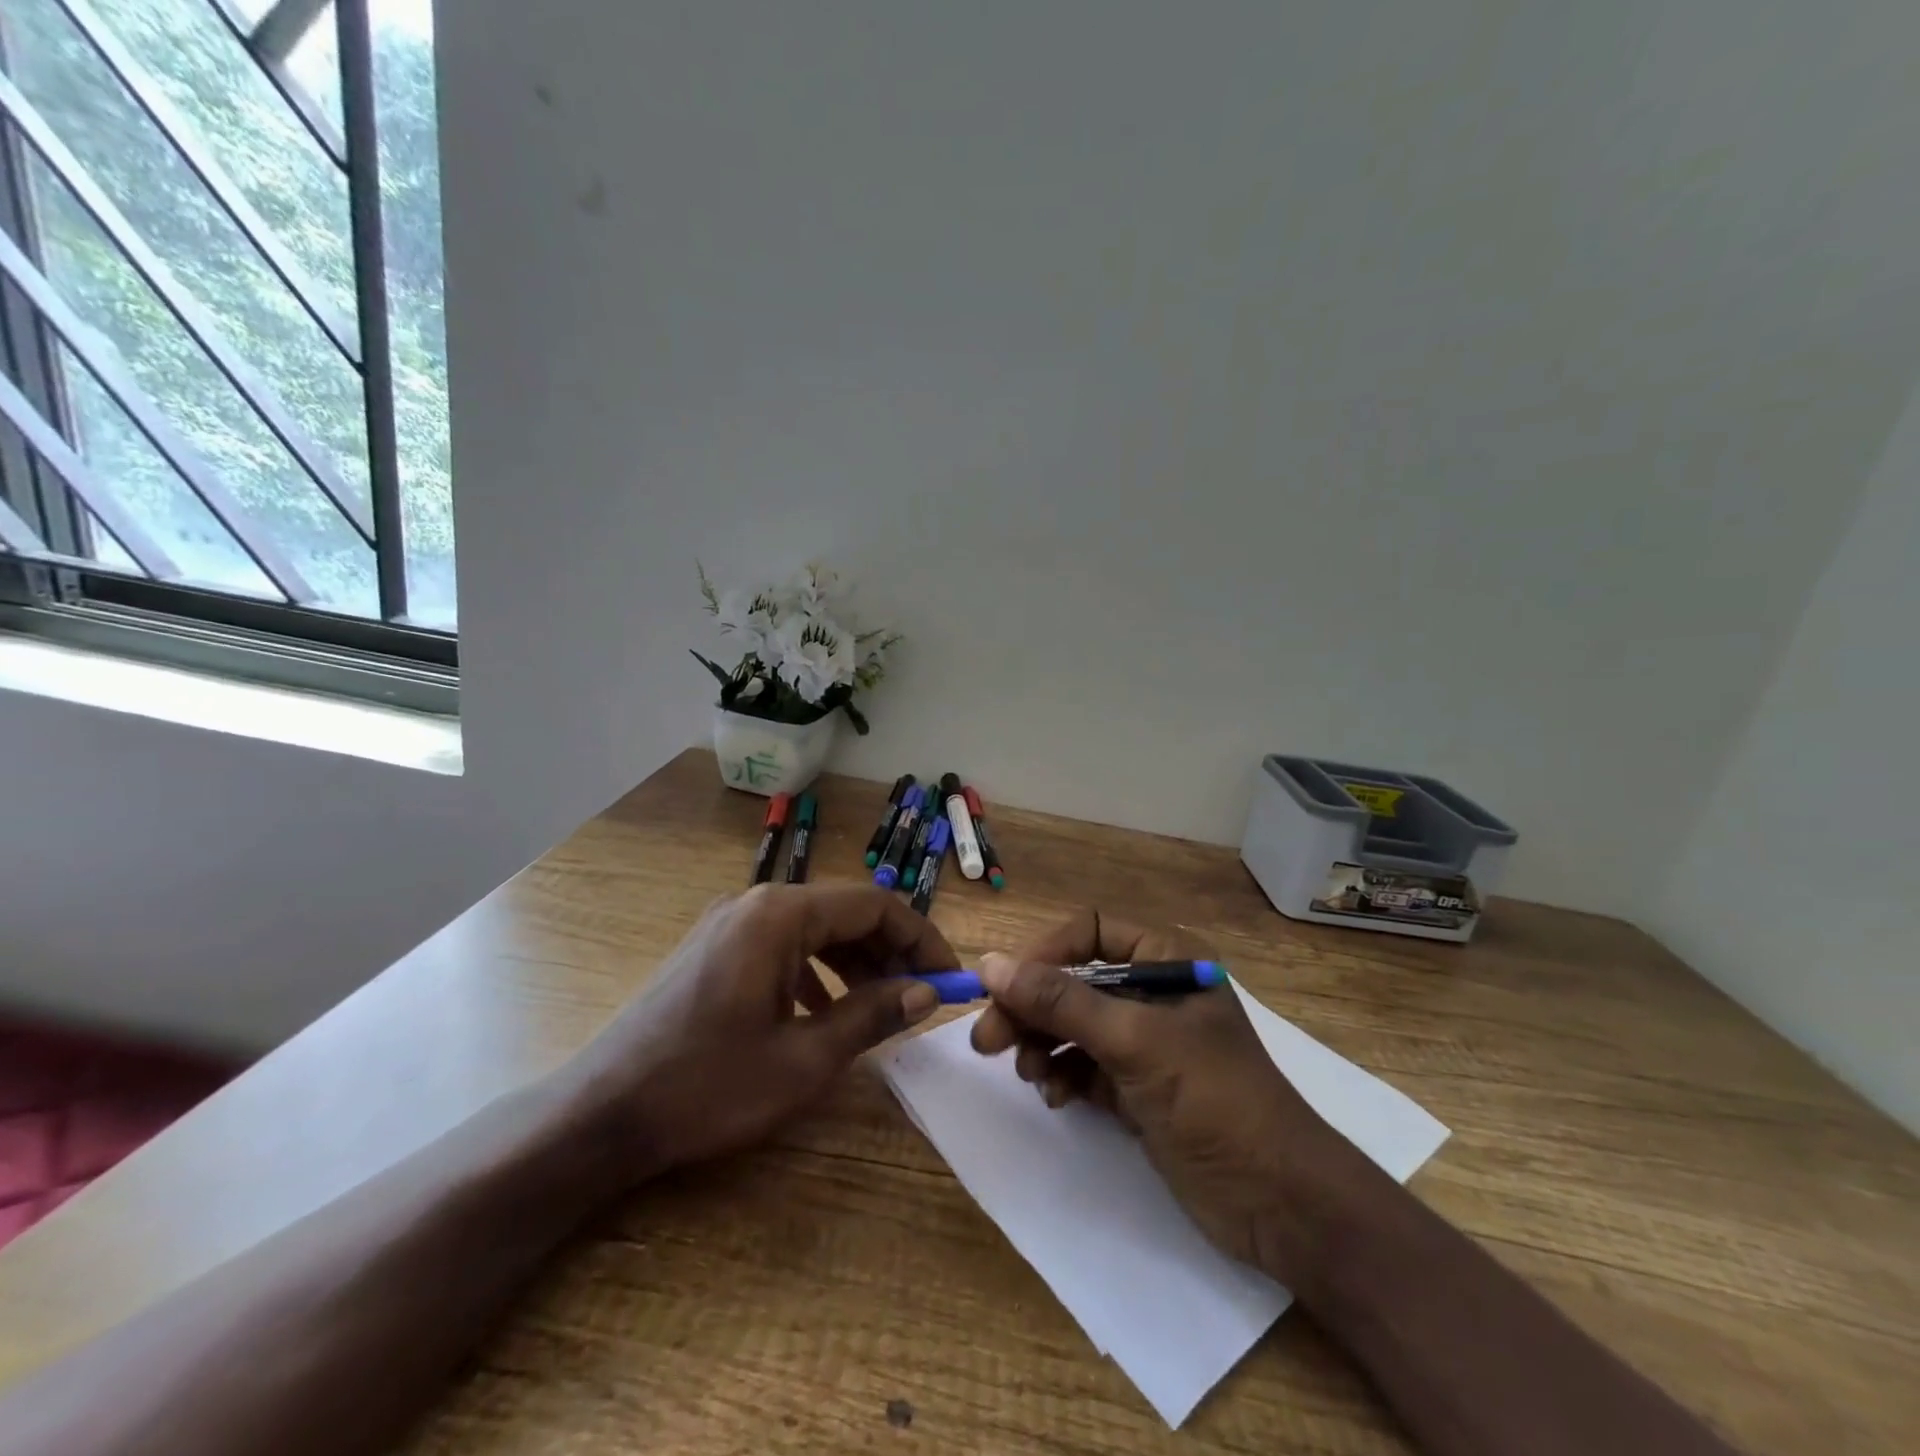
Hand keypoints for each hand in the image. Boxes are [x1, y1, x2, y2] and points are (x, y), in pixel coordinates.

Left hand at [575, 883, 949, 1179]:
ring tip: (881, 1005)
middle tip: (922, 995)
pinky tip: (824, 1011)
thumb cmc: (707, 1086)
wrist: (601, 1114)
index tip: (950, 975)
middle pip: (844, 912)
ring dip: (855, 961)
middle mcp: (756, 903)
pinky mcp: (714, 948)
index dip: (920, 937)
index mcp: (780, 914)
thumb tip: (927, 992)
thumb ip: (872, 1016)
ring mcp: (730, 923)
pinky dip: (816, 971)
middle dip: (889, 950)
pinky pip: (783, 945)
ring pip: (814, 929)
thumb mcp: (803, 1059)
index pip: (873, 904)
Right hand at [971, 909, 1372, 1283]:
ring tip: (1029, 1074)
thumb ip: (1061, 1002)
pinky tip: (1056, 1096)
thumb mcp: (1135, 1042)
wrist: (1279, 1203)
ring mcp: (1145, 1041)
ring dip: (1042, 1044)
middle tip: (987, 1041)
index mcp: (1166, 959)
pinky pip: (1083, 1065)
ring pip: (1072, 1025)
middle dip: (1030, 1008)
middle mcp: (1153, 992)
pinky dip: (1063, 1075)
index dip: (1043, 954)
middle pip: (1073, 981)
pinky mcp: (1138, 1086)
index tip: (1003, 988)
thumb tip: (990, 964)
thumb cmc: (1214, 1100)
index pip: (1088, 932)